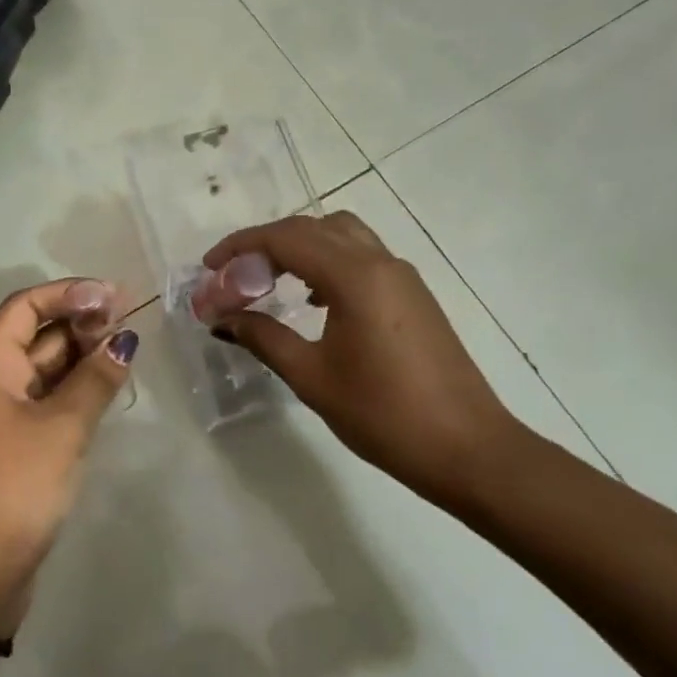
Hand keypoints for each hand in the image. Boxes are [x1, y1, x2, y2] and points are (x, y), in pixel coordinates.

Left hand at [0, 279, 137, 636]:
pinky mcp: (13, 447)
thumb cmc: (15, 488)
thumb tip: (123, 341)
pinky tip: (106, 387)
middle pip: (33, 336)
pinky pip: (46, 401)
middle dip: (78, 323)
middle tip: (126, 322)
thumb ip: (94, 380)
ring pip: (42, 370)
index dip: (67, 294)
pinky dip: (74, 389)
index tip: (113, 295)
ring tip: (124, 348)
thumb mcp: (61, 429)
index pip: (23, 308)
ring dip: (79, 356)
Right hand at [203, 212, 522, 506]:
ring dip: (300, 248)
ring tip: (270, 283)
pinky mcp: (413, 295)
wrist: (466, 448)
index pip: (285, 238)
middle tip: (234, 277)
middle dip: (266, 244)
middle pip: (312, 227)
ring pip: (341, 235)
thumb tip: (222, 318)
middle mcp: (380, 262)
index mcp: (355, 276)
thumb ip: (263, 337)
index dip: (240, 246)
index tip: (209, 268)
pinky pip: (362, 257)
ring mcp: (402, 276)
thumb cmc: (383, 414)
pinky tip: (313, 302)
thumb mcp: (311, 376)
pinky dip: (327, 262)